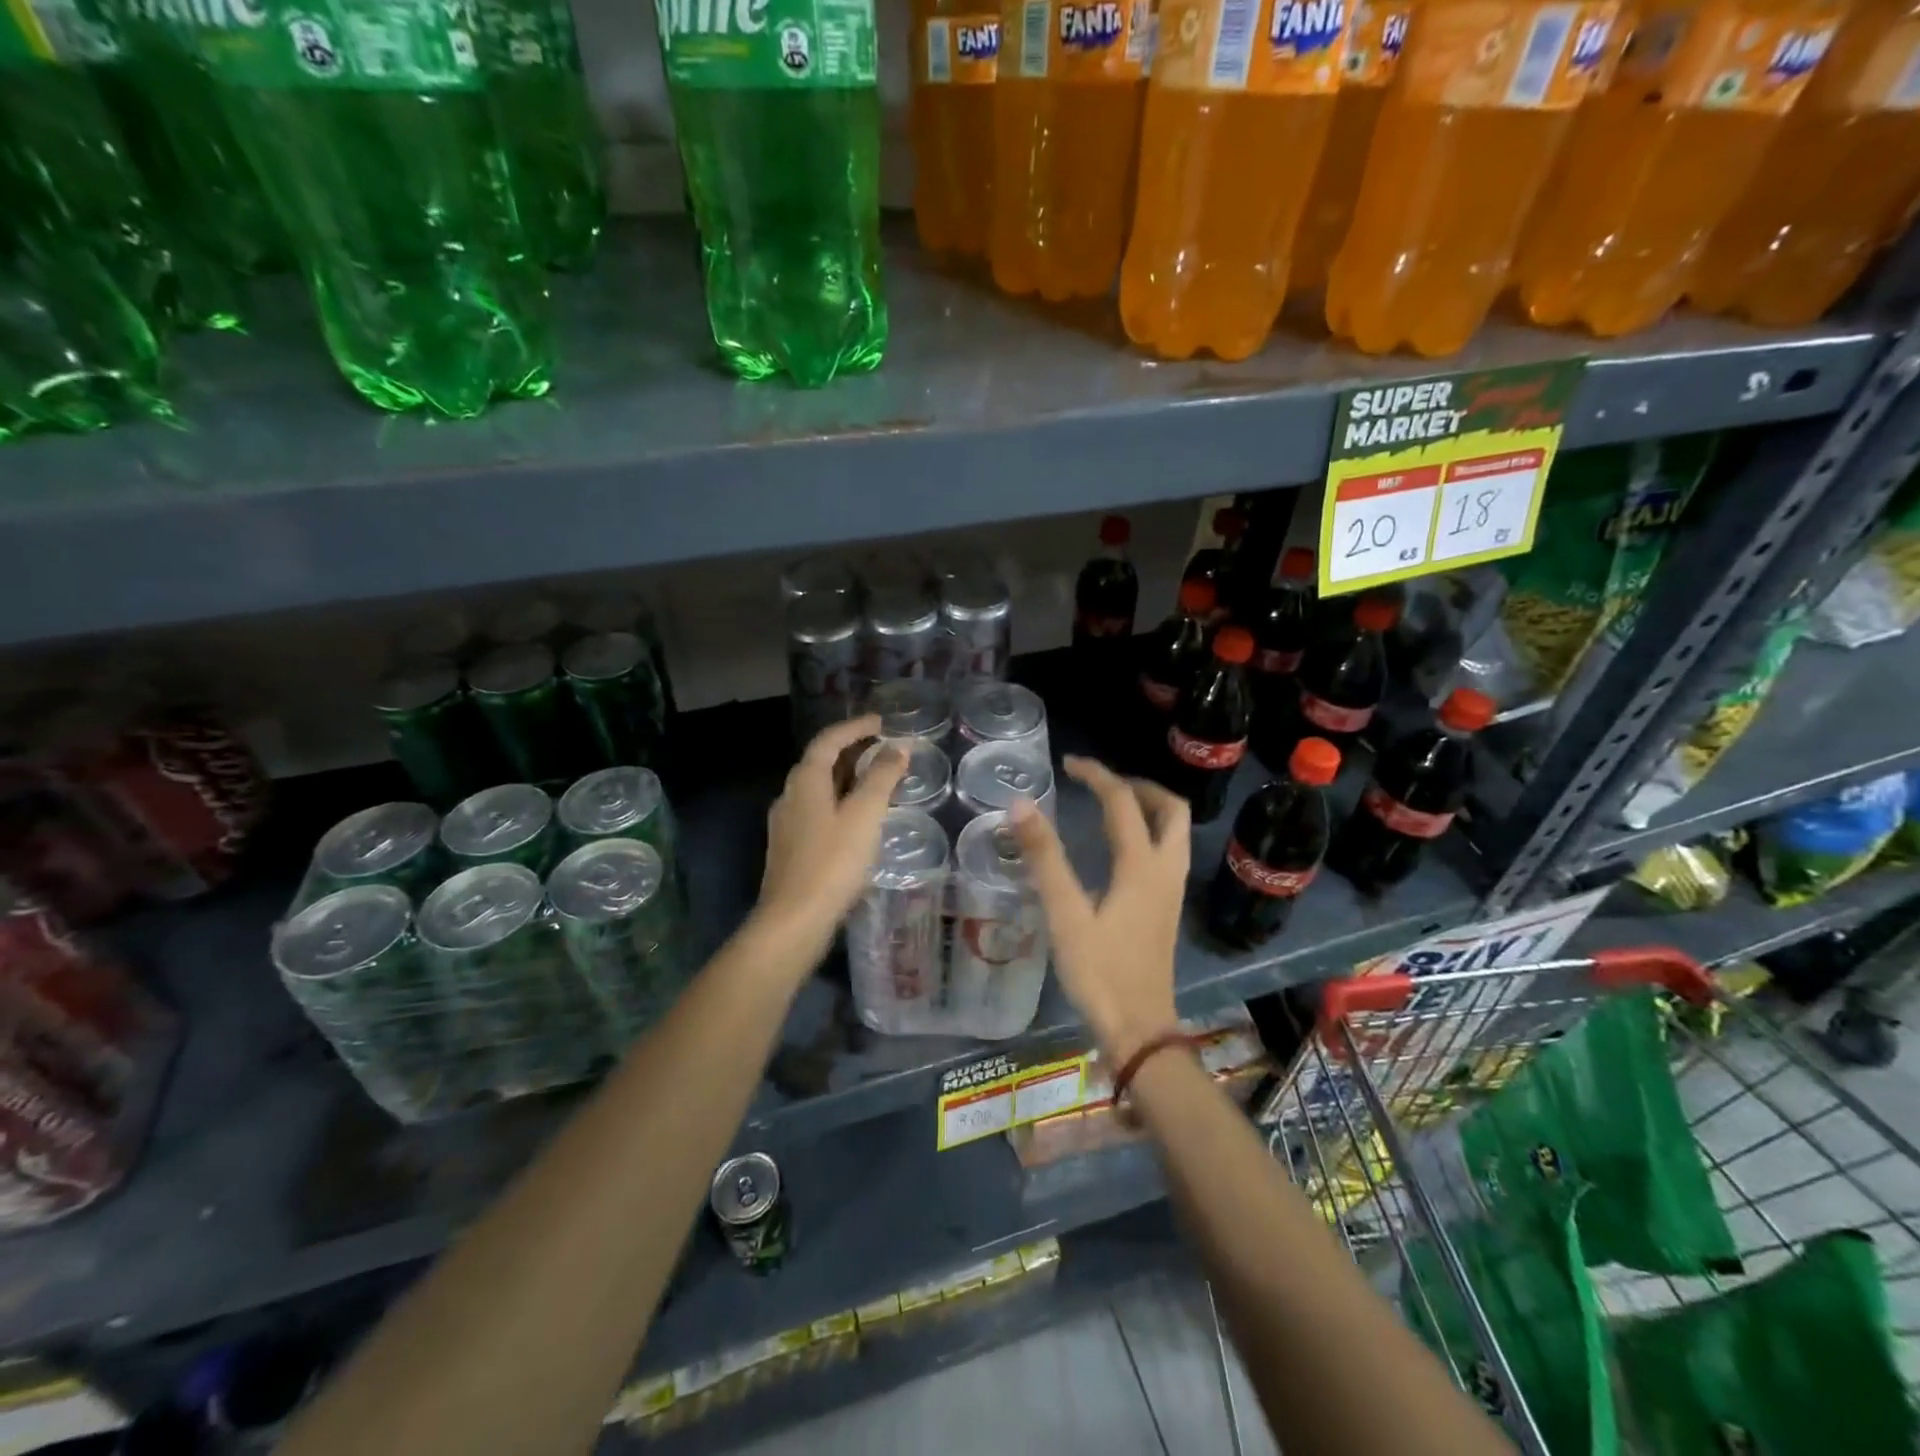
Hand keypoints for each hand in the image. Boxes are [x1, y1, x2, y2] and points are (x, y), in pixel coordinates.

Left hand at [756, 715, 905, 957]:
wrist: (793, 920)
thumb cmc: (832, 862)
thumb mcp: (864, 815)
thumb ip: (882, 778)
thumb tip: (897, 749)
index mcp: (805, 781)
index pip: (828, 741)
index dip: (854, 728)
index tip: (880, 722)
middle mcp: (790, 796)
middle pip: (820, 762)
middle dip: (851, 751)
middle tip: (882, 748)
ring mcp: (787, 824)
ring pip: (818, 789)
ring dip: (846, 777)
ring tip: (875, 780)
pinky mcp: (791, 848)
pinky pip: (818, 811)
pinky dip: (840, 802)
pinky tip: (857, 820)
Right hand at [1010, 756, 1187, 1064]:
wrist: (1139, 1028)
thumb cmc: (1099, 971)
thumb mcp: (1065, 914)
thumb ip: (1043, 857)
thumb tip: (1020, 804)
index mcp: (1141, 865)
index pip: (1123, 802)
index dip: (1097, 775)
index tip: (1068, 764)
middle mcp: (1165, 870)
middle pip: (1171, 809)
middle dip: (1139, 786)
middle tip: (1102, 783)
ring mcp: (1172, 891)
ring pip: (1176, 831)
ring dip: (1149, 808)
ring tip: (1112, 806)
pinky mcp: (1168, 908)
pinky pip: (1169, 852)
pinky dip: (1151, 832)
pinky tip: (1121, 849)